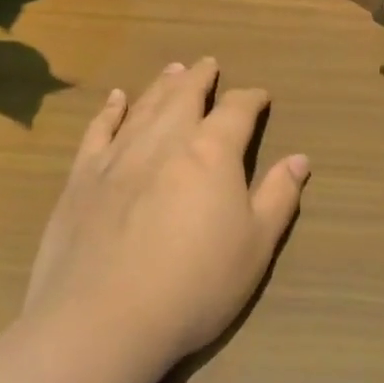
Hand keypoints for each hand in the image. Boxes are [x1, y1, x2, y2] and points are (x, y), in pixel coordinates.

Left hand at [24, 57, 309, 369]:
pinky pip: (99, 130)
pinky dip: (110, 110)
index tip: (260, 95)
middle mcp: (165, 139)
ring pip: (145, 105)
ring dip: (162, 85)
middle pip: (186, 95)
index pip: (237, 110)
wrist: (103, 318)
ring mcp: (120, 154)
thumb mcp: (255, 247)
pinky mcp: (83, 175)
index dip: (251, 98)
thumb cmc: (194, 285)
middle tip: (207, 64)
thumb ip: (279, 197)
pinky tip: (116, 99)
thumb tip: (300, 159)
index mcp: (212, 152)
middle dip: (200, 77)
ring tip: (172, 69)